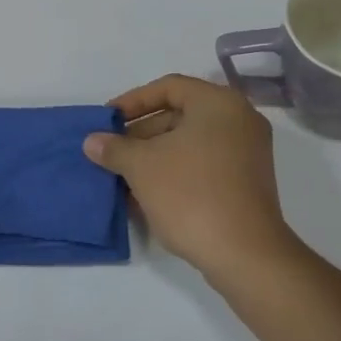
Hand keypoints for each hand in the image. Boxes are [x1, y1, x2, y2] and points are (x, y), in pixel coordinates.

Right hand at [83, 74, 295, 284]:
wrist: (244, 254)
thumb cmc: (191, 194)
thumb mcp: (143, 167)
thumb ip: (115, 148)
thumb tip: (92, 141)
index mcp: (218, 102)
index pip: (168, 87)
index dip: (133, 101)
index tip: (107, 121)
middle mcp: (239, 119)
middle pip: (180, 114)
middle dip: (141, 133)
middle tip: (112, 152)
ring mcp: (248, 152)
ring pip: (191, 143)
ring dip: (155, 156)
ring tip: (123, 176)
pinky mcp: (247, 182)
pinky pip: (204, 164)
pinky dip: (176, 171)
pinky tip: (147, 195)